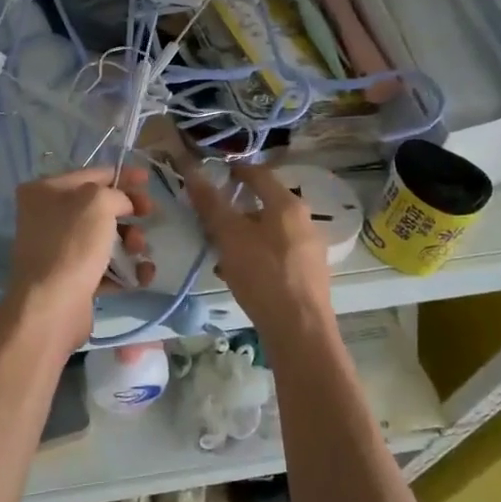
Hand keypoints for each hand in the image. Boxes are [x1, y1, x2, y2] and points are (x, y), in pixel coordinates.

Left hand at [5, 167, 154, 350]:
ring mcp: (58, 249)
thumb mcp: (98, 202)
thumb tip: (123, 205)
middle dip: (129, 212)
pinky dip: (125, 269)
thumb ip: (116, 194)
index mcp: (44, 191)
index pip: (91, 174)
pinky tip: (142, 275)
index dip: (122, 175)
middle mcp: (47, 217)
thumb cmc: (72, 243)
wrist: (52, 305)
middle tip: (149, 216)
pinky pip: (104, 267)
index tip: (148, 180)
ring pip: (104, 238)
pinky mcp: (71, 278)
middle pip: (99, 207)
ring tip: (139, 252)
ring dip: (130, 242)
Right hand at [187, 164, 333, 331]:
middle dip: (235, 209)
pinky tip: (237, 275)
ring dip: (243, 236)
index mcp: (288, 205)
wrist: (300, 331)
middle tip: (209, 218)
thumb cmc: (264, 275)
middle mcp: (304, 221)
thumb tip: (192, 170)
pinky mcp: (308, 275)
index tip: (212, 174)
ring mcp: (309, 250)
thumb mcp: (230, 236)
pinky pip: (276, 255)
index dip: (234, 170)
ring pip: (268, 232)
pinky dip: (255, 256)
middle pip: (264, 204)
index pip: (259, 173)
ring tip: (218, 251)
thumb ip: (211, 203)